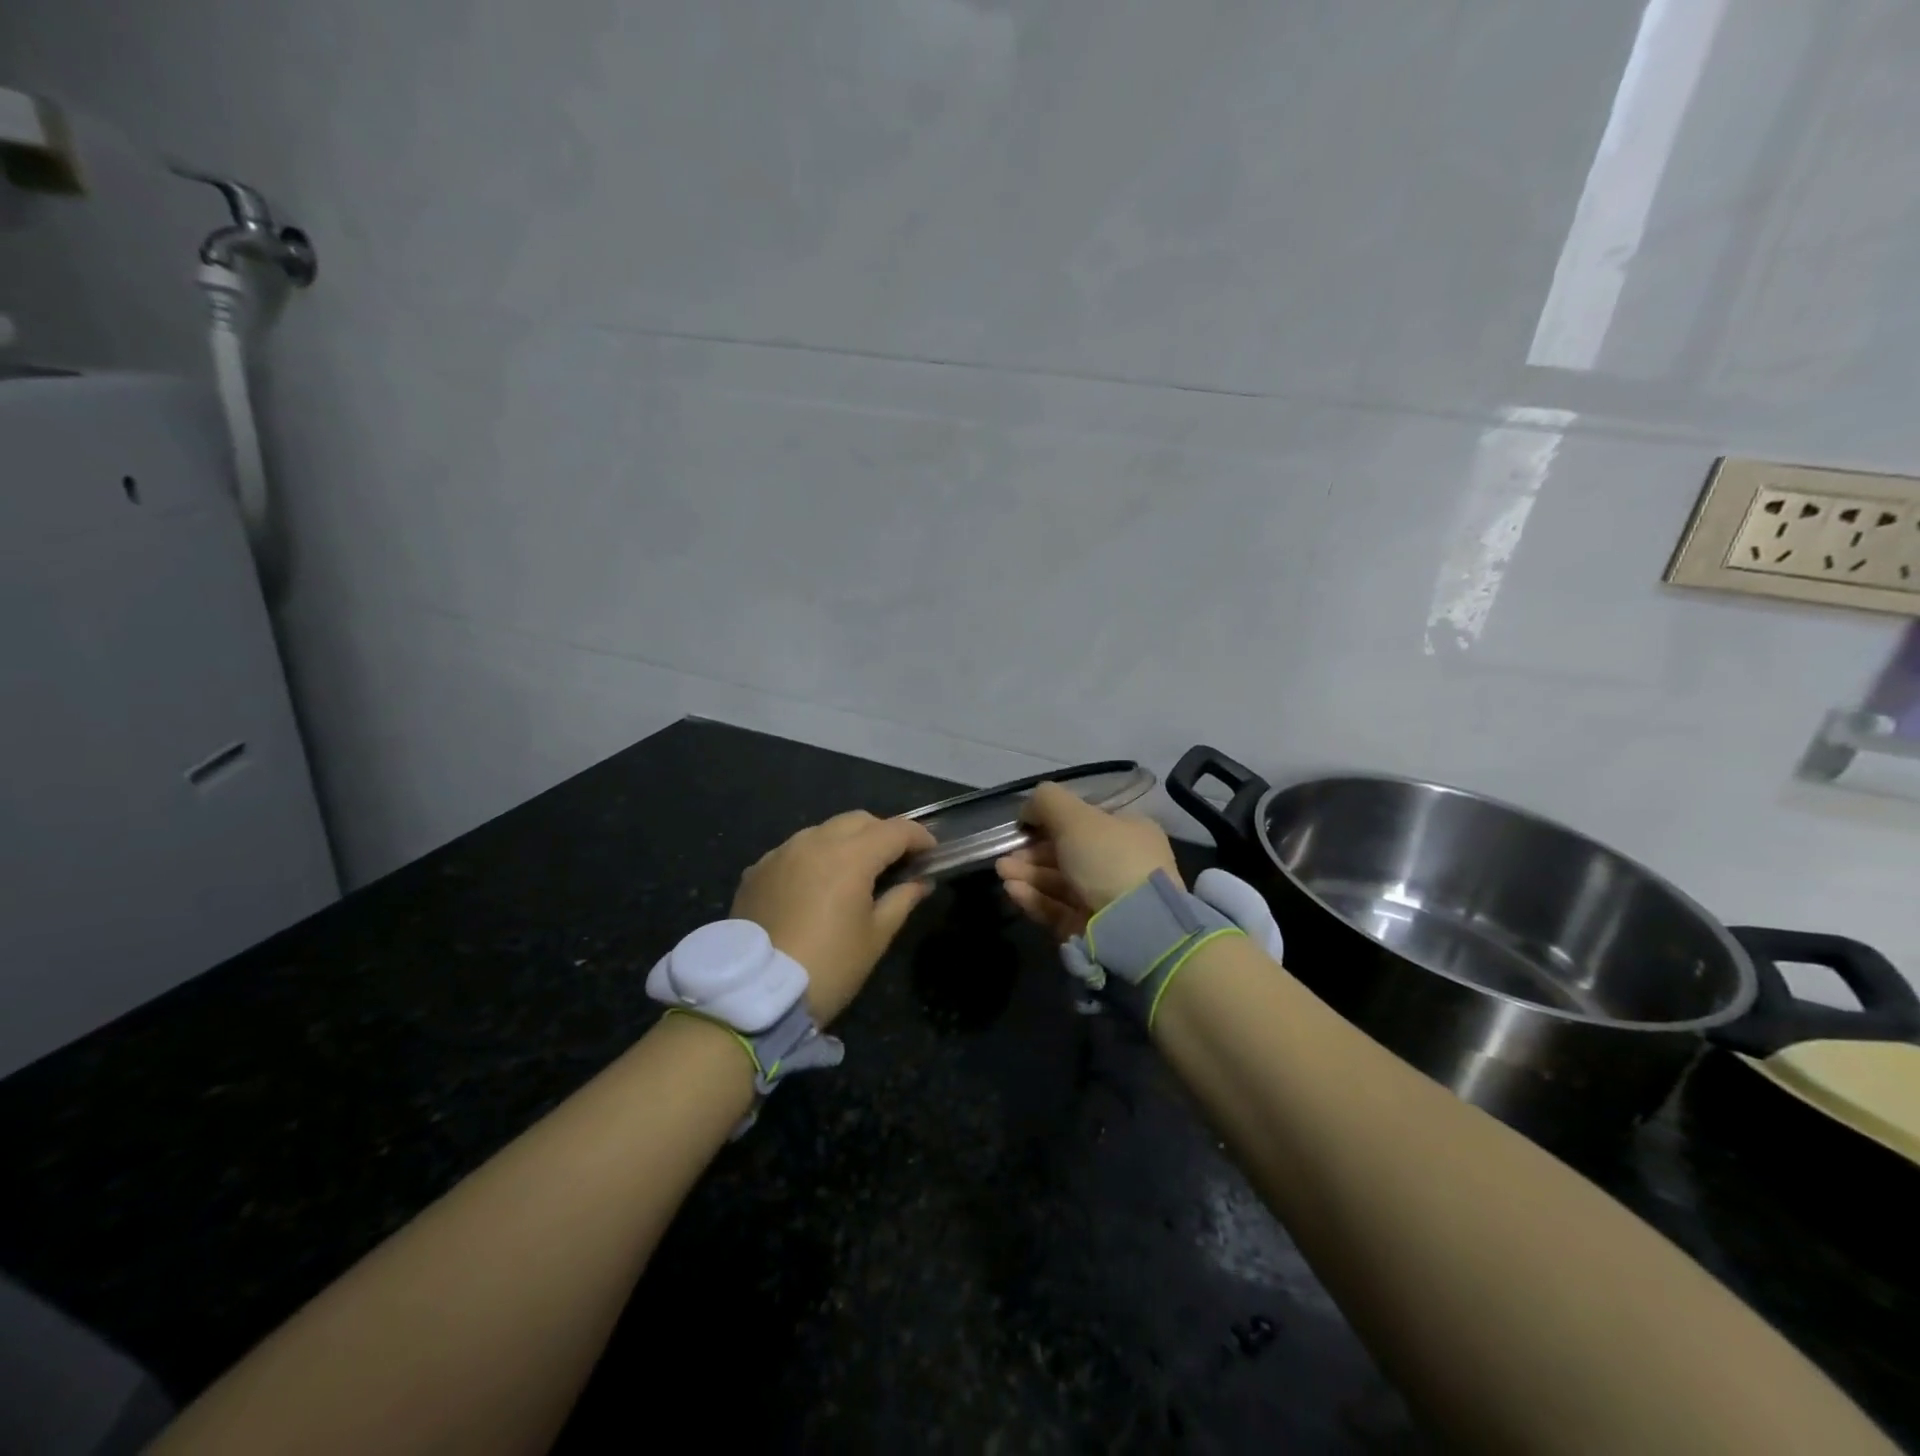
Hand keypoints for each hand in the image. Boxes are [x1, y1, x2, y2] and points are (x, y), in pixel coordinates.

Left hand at [732, 810, 936, 1024]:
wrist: (755, 995)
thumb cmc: (828, 967)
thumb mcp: (875, 937)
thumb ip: (901, 900)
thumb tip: (920, 882)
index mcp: (850, 856)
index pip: (895, 830)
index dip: (918, 837)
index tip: (931, 853)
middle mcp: (814, 841)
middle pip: (858, 821)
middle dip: (882, 833)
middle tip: (895, 862)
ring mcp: (781, 853)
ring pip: (823, 831)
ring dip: (846, 842)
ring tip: (854, 872)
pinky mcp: (757, 870)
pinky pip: (794, 851)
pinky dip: (814, 858)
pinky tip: (816, 886)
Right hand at [995, 781, 1180, 941]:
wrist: (1133, 929)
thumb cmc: (1108, 859)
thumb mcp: (1077, 817)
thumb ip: (1048, 802)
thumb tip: (1028, 808)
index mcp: (1128, 833)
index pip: (1085, 823)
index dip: (1051, 821)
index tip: (1024, 825)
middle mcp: (1119, 865)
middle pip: (1067, 854)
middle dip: (1032, 852)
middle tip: (1006, 854)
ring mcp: (1105, 900)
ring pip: (1059, 882)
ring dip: (1027, 874)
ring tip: (1002, 871)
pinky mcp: (1089, 929)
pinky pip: (1057, 908)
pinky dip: (1034, 898)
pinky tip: (1012, 890)